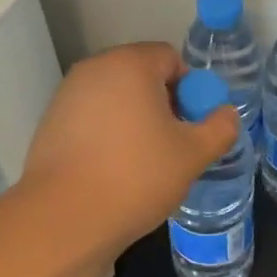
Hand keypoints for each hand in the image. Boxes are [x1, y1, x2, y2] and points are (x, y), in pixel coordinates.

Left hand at [19, 42, 238, 253]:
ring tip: (143, 161)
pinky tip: (112, 169)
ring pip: (115, 97)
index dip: (189, 88)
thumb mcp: (193, 154)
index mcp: (130, 64)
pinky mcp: (50, 122)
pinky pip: (91, 117)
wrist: (64, 218)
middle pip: (140, 75)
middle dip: (162, 103)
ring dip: (134, 119)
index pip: (170, 58)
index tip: (191, 125)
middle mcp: (94, 68)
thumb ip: (219, 128)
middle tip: (172, 144)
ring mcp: (67, 95)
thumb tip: (226, 114)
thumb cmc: (136, 176)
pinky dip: (107, 133)